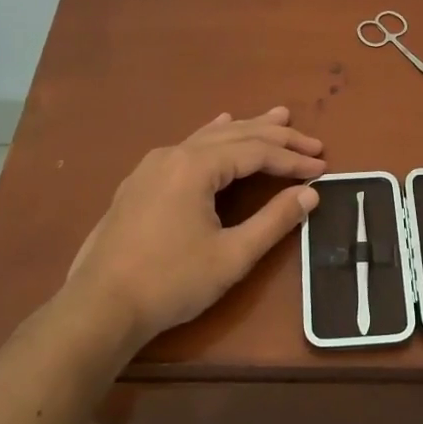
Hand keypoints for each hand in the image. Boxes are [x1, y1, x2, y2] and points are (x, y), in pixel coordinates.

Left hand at [65, 108, 324, 352]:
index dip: (292, 159)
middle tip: (311, 141)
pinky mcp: (140, 182)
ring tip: (277, 117)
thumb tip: (310, 193)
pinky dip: (213, 136)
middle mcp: (173, 154)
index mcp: (196, 166)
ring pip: (210, 137)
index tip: (322, 166)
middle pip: (235, 136)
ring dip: (247, 129)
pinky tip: (219, 125)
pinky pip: (187, 146)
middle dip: (276, 137)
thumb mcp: (232, 255)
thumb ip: (274, 220)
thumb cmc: (170, 282)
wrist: (100, 306)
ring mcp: (152, 166)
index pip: (256, 152)